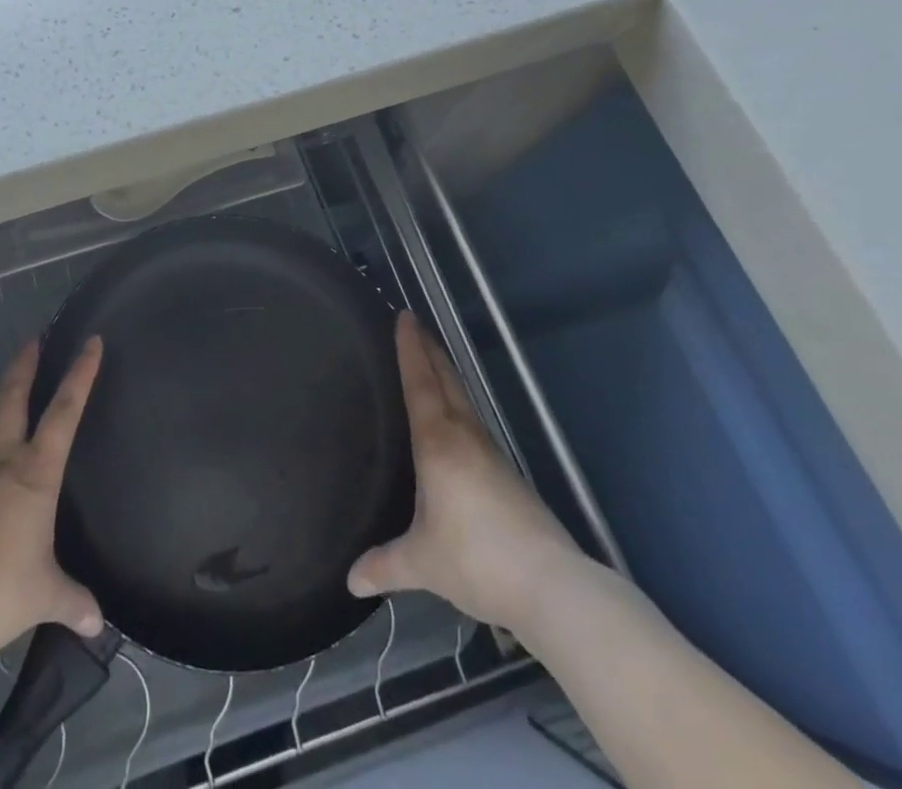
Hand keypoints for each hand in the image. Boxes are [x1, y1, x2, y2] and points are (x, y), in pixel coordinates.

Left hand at [0, 337, 104, 659]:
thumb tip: (96, 622)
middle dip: (25, 366)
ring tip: (20, 452)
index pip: (65, 410)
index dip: (80, 373)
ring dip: (6, 433)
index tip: (90, 342)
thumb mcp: (44, 595)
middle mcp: (1, 464)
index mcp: (35, 473)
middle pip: (13, 399)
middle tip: (32, 339)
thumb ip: (71, 600)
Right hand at [347, 312, 580, 632]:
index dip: (410, 349)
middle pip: (446, 380)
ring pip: (464, 400)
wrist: (552, 586)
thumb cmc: (476, 559)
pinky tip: (456, 423)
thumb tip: (350, 581)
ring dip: (447, 375)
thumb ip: (384, 565)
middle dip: (429, 350)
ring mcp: (492, 454)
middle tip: (415, 324)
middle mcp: (466, 437)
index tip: (404, 316)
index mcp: (438, 443)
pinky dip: (459, 405)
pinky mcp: (509, 475)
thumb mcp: (422, 562)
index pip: (420, 383)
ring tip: (432, 362)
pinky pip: (474, 424)